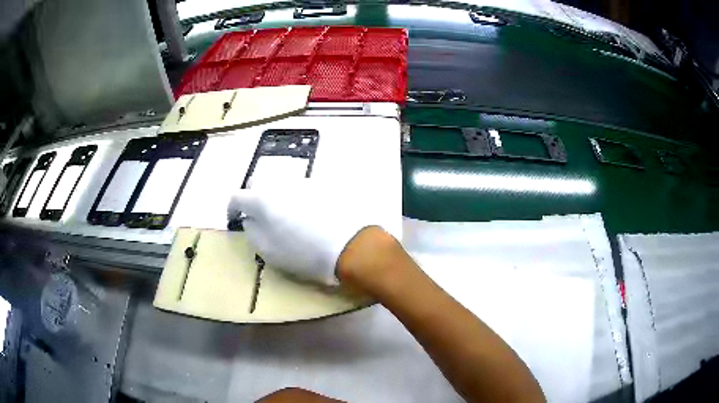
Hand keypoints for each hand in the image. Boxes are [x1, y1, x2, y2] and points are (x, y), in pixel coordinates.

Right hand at [227, 180, 383, 284]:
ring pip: (281, 184)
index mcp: (262, 199)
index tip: (235, 216)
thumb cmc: (304, 253)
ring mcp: (303, 181)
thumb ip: (252, 231)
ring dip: (277, 196)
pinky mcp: (323, 183)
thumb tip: (250, 219)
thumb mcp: (268, 251)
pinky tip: (309, 213)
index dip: (232, 207)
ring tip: (287, 216)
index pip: (237, 196)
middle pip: (258, 183)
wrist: (351, 244)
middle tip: (260, 216)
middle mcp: (280, 183)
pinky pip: (302, 188)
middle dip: (254, 197)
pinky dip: (298, 198)